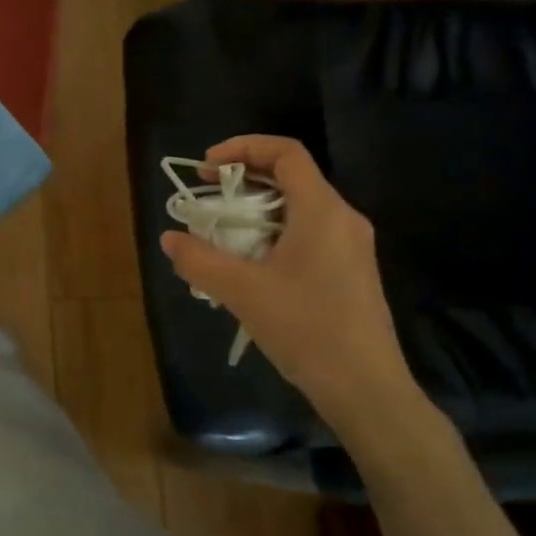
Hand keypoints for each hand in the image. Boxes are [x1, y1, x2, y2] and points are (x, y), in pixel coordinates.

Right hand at [160, 135, 426, 440]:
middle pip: (292, 177)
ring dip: (257, 211)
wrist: (366, 388)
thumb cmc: (307, 329)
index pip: (286, 153)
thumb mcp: (243, 292)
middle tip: (208, 195)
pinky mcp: (351, 272)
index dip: (243, 148)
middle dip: (245, 180)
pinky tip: (251, 266)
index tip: (206, 167)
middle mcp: (343, 218)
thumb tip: (170, 238)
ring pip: (299, 208)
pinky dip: (274, 234)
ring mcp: (352, 246)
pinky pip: (308, 234)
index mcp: (322, 211)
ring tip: (222, 232)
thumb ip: (200, 261)